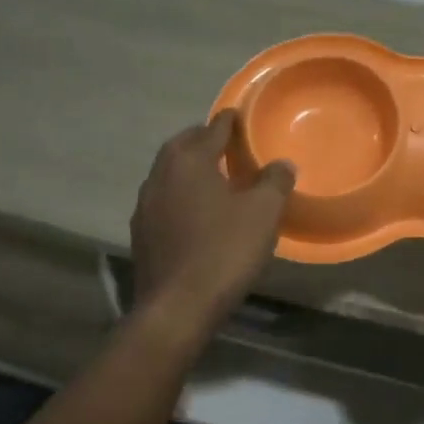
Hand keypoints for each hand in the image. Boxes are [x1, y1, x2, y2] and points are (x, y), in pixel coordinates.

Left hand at [130, 111, 293, 325]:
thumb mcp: (263, 212)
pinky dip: (181, 195)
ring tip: (215, 176)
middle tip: (227, 143)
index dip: (230, 120)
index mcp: (188, 160)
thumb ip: (275, 181)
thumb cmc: (224, 250)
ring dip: (190, 168)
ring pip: (169, 173)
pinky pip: (164, 200)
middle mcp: (160, 175)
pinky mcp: (141, 233)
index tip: (241, 115)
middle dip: (204, 139)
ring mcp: (145, 205)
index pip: (212, 129)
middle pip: (183, 145)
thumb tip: (282, 164)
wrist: (176, 308)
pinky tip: (197, 212)